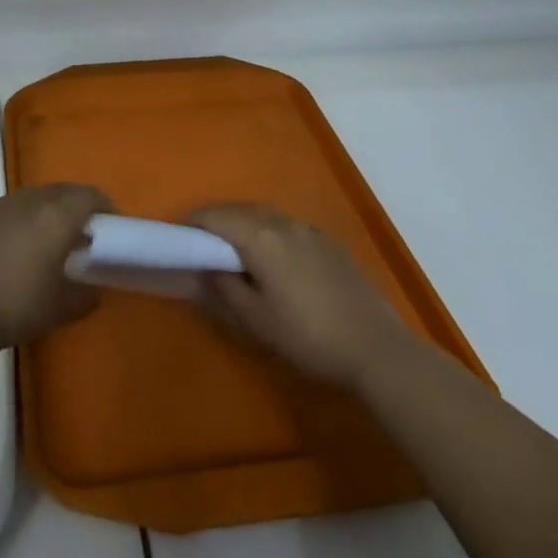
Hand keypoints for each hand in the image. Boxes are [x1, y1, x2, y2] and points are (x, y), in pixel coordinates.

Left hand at [0, 183, 105, 356]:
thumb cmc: (15, 307)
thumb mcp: (60, 309)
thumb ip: (85, 296)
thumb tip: (93, 290)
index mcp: (57, 217)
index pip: (90, 197)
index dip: (106, 207)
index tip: (113, 225)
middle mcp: (31, 201)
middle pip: (64, 191)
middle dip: (79, 206)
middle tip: (87, 231)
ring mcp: (1, 206)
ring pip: (37, 196)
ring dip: (52, 209)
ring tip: (54, 237)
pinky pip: (14, 207)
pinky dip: (27, 217)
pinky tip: (21, 244)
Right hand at [189, 204, 413, 390]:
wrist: (376, 347)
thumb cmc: (308, 336)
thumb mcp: (256, 320)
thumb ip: (225, 288)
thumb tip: (205, 267)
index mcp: (260, 237)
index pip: (215, 216)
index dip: (194, 224)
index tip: (182, 241)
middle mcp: (284, 223)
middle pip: (241, 210)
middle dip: (218, 221)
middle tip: (204, 246)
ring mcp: (310, 230)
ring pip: (266, 215)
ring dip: (245, 224)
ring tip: (235, 251)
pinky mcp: (330, 243)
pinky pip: (288, 227)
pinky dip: (270, 232)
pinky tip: (275, 259)